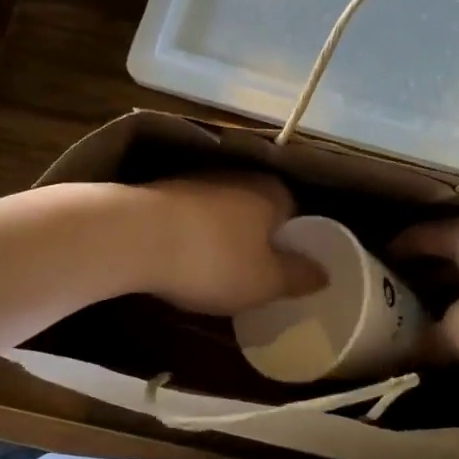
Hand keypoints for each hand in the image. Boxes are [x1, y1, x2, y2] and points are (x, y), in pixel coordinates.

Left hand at [132, 174, 324, 315]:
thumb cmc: (214, 259)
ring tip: (215, 272)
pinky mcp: (164, 191)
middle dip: (257, 239)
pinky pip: (192, 217)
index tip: (285, 270)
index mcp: (272, 192)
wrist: (134, 236)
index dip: (293, 243)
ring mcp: (198, 179)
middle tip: (253, 275)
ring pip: (223, 212)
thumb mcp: (266, 281)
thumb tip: (324, 273)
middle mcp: (239, 176)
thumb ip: (299, 277)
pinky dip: (193, 236)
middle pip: (259, 211)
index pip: (296, 213)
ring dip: (222, 237)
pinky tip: (183, 260)